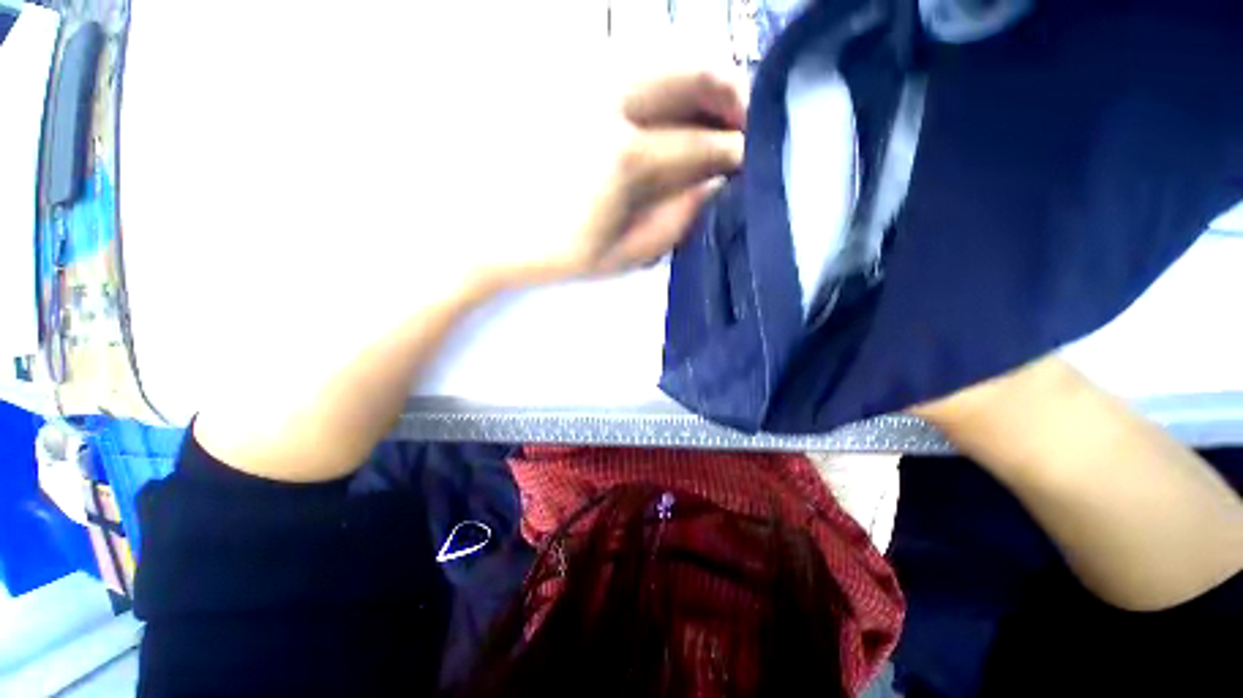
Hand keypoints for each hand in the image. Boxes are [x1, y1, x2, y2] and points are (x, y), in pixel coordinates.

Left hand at [484, 70, 747, 287]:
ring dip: (694, 80)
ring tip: (704, 113)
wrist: (478, 227)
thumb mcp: (619, 257)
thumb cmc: (550, 252)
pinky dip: (658, 78)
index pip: (699, 146)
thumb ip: (673, 222)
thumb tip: (711, 185)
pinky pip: (626, 61)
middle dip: (727, 92)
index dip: (732, 151)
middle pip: (689, 70)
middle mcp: (607, 99)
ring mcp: (579, 77)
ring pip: (660, 55)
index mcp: (624, 158)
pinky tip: (659, 109)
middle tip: (739, 120)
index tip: (748, 158)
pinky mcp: (559, 73)